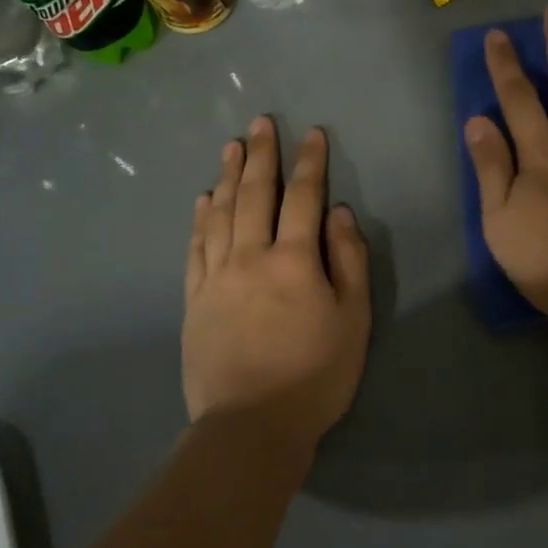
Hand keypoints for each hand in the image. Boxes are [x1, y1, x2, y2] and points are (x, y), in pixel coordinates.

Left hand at [183, 117, 370, 450]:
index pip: (303, 198)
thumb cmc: (316, 375)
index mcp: (293, 260)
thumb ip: (348, 262)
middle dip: (262, 155)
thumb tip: (339, 214)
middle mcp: (249, 257)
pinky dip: (200, 218)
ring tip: (231, 147)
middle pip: (254, 194)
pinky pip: (196, 247)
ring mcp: (216, 277)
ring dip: (228, 176)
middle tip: (261, 122)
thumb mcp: (353, 320)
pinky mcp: (194, 299)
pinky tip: (204, 200)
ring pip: (220, 214)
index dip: (309, 163)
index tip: (311, 133)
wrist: (250, 425)